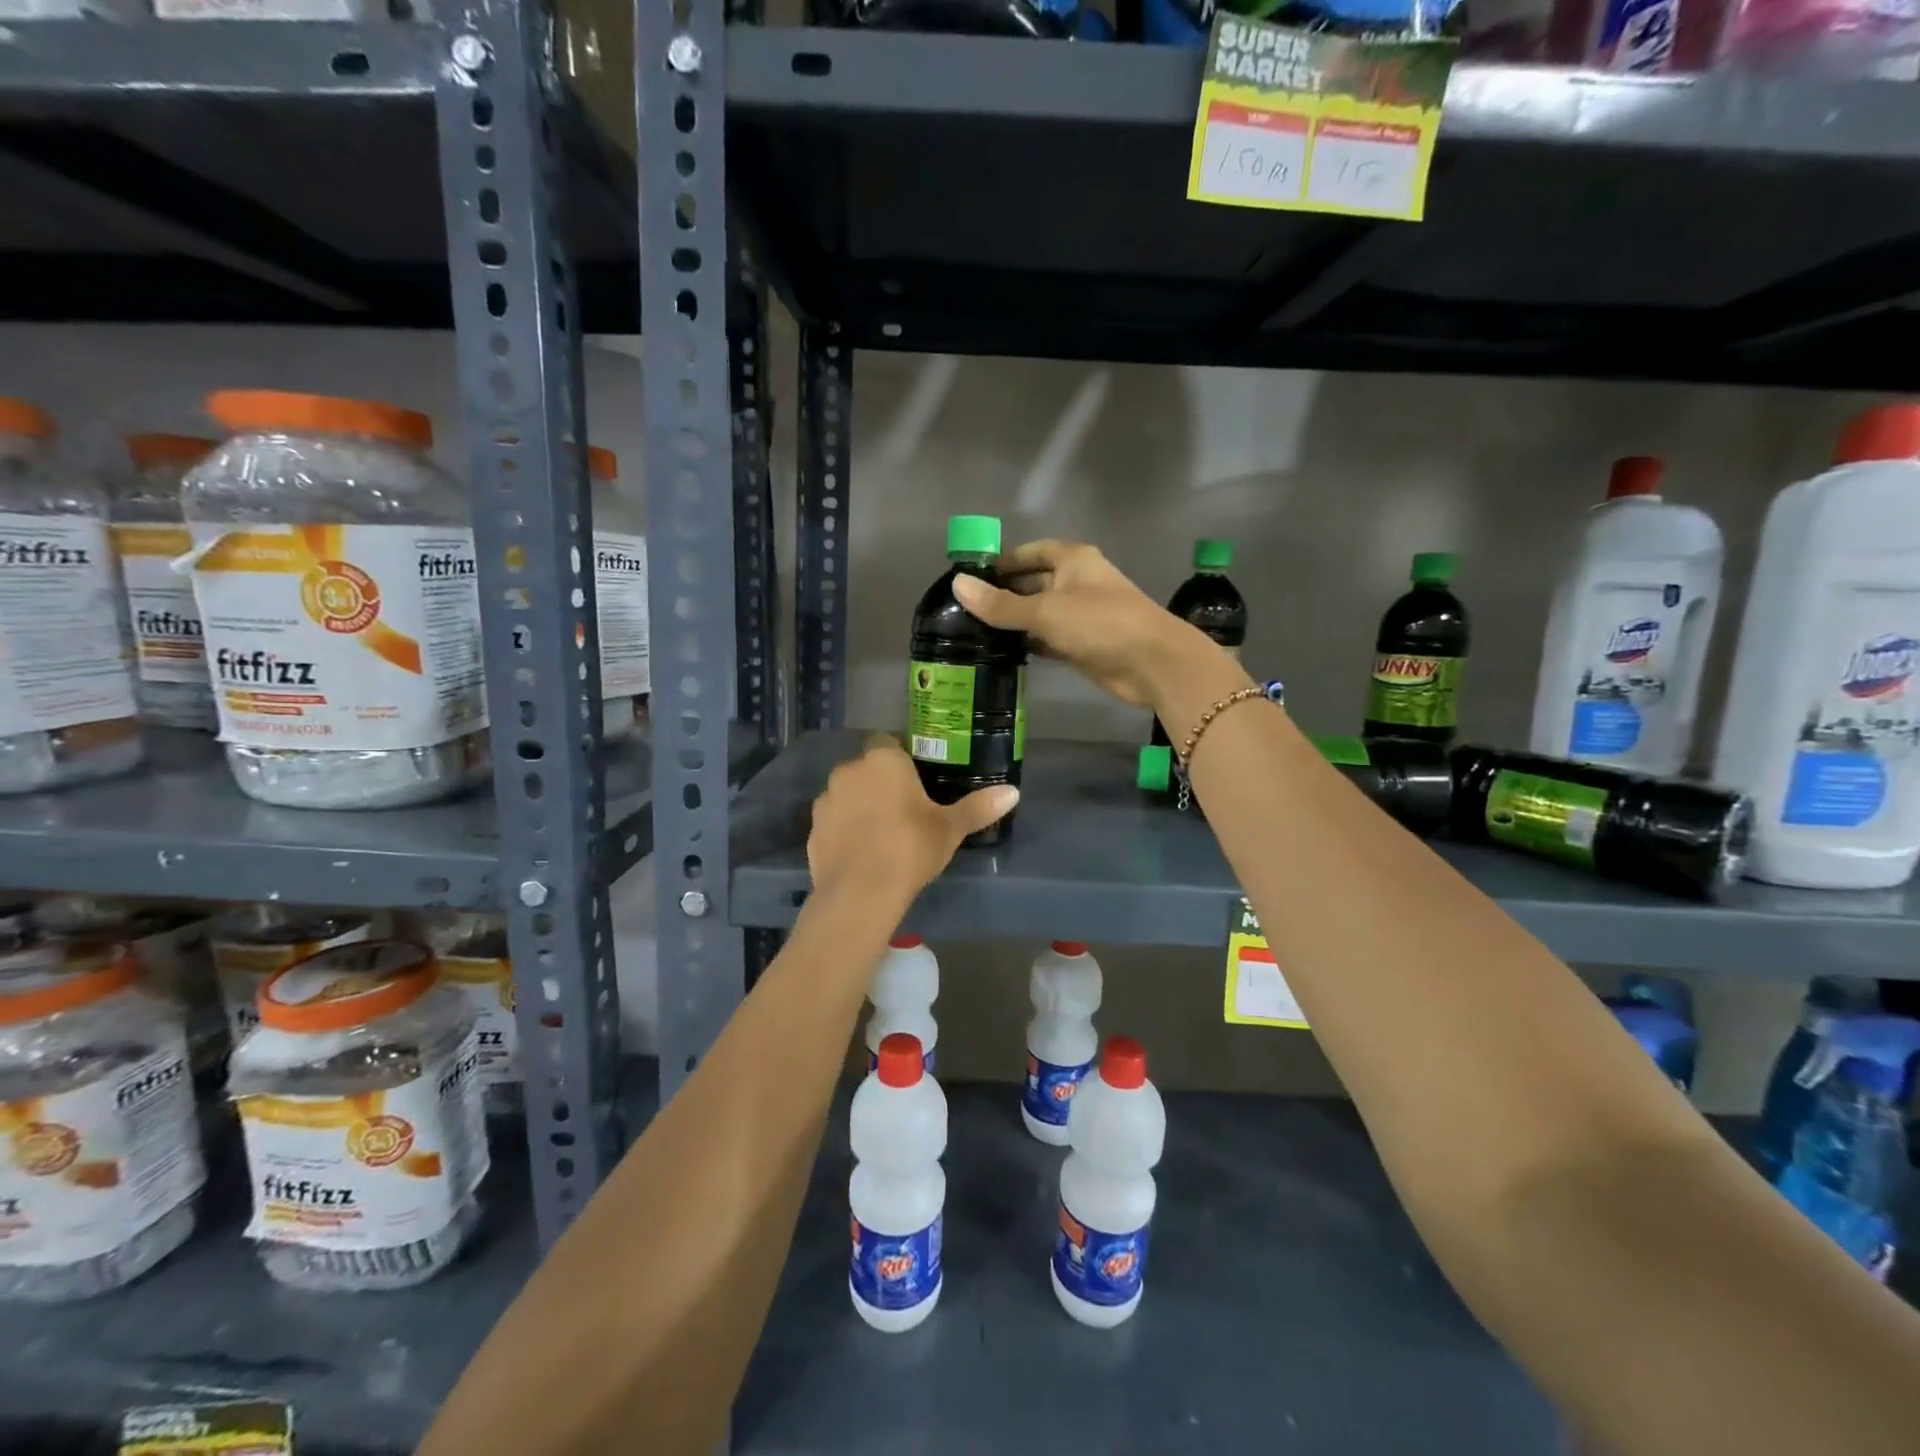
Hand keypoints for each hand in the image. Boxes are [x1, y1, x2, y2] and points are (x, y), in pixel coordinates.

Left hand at [807, 736, 1017, 901]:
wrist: (860, 892)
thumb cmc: (909, 847)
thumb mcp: (949, 829)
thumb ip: (978, 807)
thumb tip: (1014, 792)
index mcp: (882, 760)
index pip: (889, 742)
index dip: (901, 759)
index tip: (916, 780)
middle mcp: (849, 771)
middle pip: (866, 768)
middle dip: (880, 782)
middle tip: (904, 809)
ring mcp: (825, 800)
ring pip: (847, 794)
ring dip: (860, 805)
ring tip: (881, 833)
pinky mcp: (812, 830)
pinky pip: (833, 822)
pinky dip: (844, 831)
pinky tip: (861, 853)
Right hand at [953, 539, 1205, 708]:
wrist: (1151, 662)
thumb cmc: (1099, 622)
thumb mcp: (1044, 610)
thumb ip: (1000, 603)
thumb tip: (958, 584)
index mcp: (1072, 560)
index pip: (1029, 553)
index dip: (1002, 562)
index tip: (970, 577)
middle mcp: (1076, 582)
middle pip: (1032, 583)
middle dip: (1003, 594)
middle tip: (964, 610)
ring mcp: (1080, 615)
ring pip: (1039, 614)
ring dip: (1013, 622)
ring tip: (973, 633)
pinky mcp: (1082, 644)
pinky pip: (1047, 639)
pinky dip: (1028, 643)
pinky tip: (1001, 652)